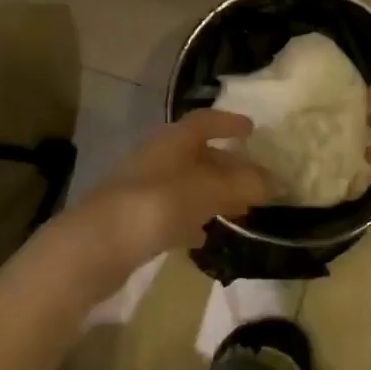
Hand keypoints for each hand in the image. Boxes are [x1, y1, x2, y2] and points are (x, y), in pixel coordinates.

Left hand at [65, 110, 272, 290]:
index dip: (228, 123)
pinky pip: (171, 212)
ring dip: (212, 193)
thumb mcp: (206, 191)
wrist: (93, 248)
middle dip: (227, 165)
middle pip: (197, 154)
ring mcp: (141, 189)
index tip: (252, 130)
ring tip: (239, 210)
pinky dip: (191, 218)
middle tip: (254, 180)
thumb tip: (276, 181)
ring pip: (185, 184)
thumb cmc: (154, 206)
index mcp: (172, 141)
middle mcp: (156, 158)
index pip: (204, 121)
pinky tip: (203, 235)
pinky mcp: (132, 221)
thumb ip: (241, 185)